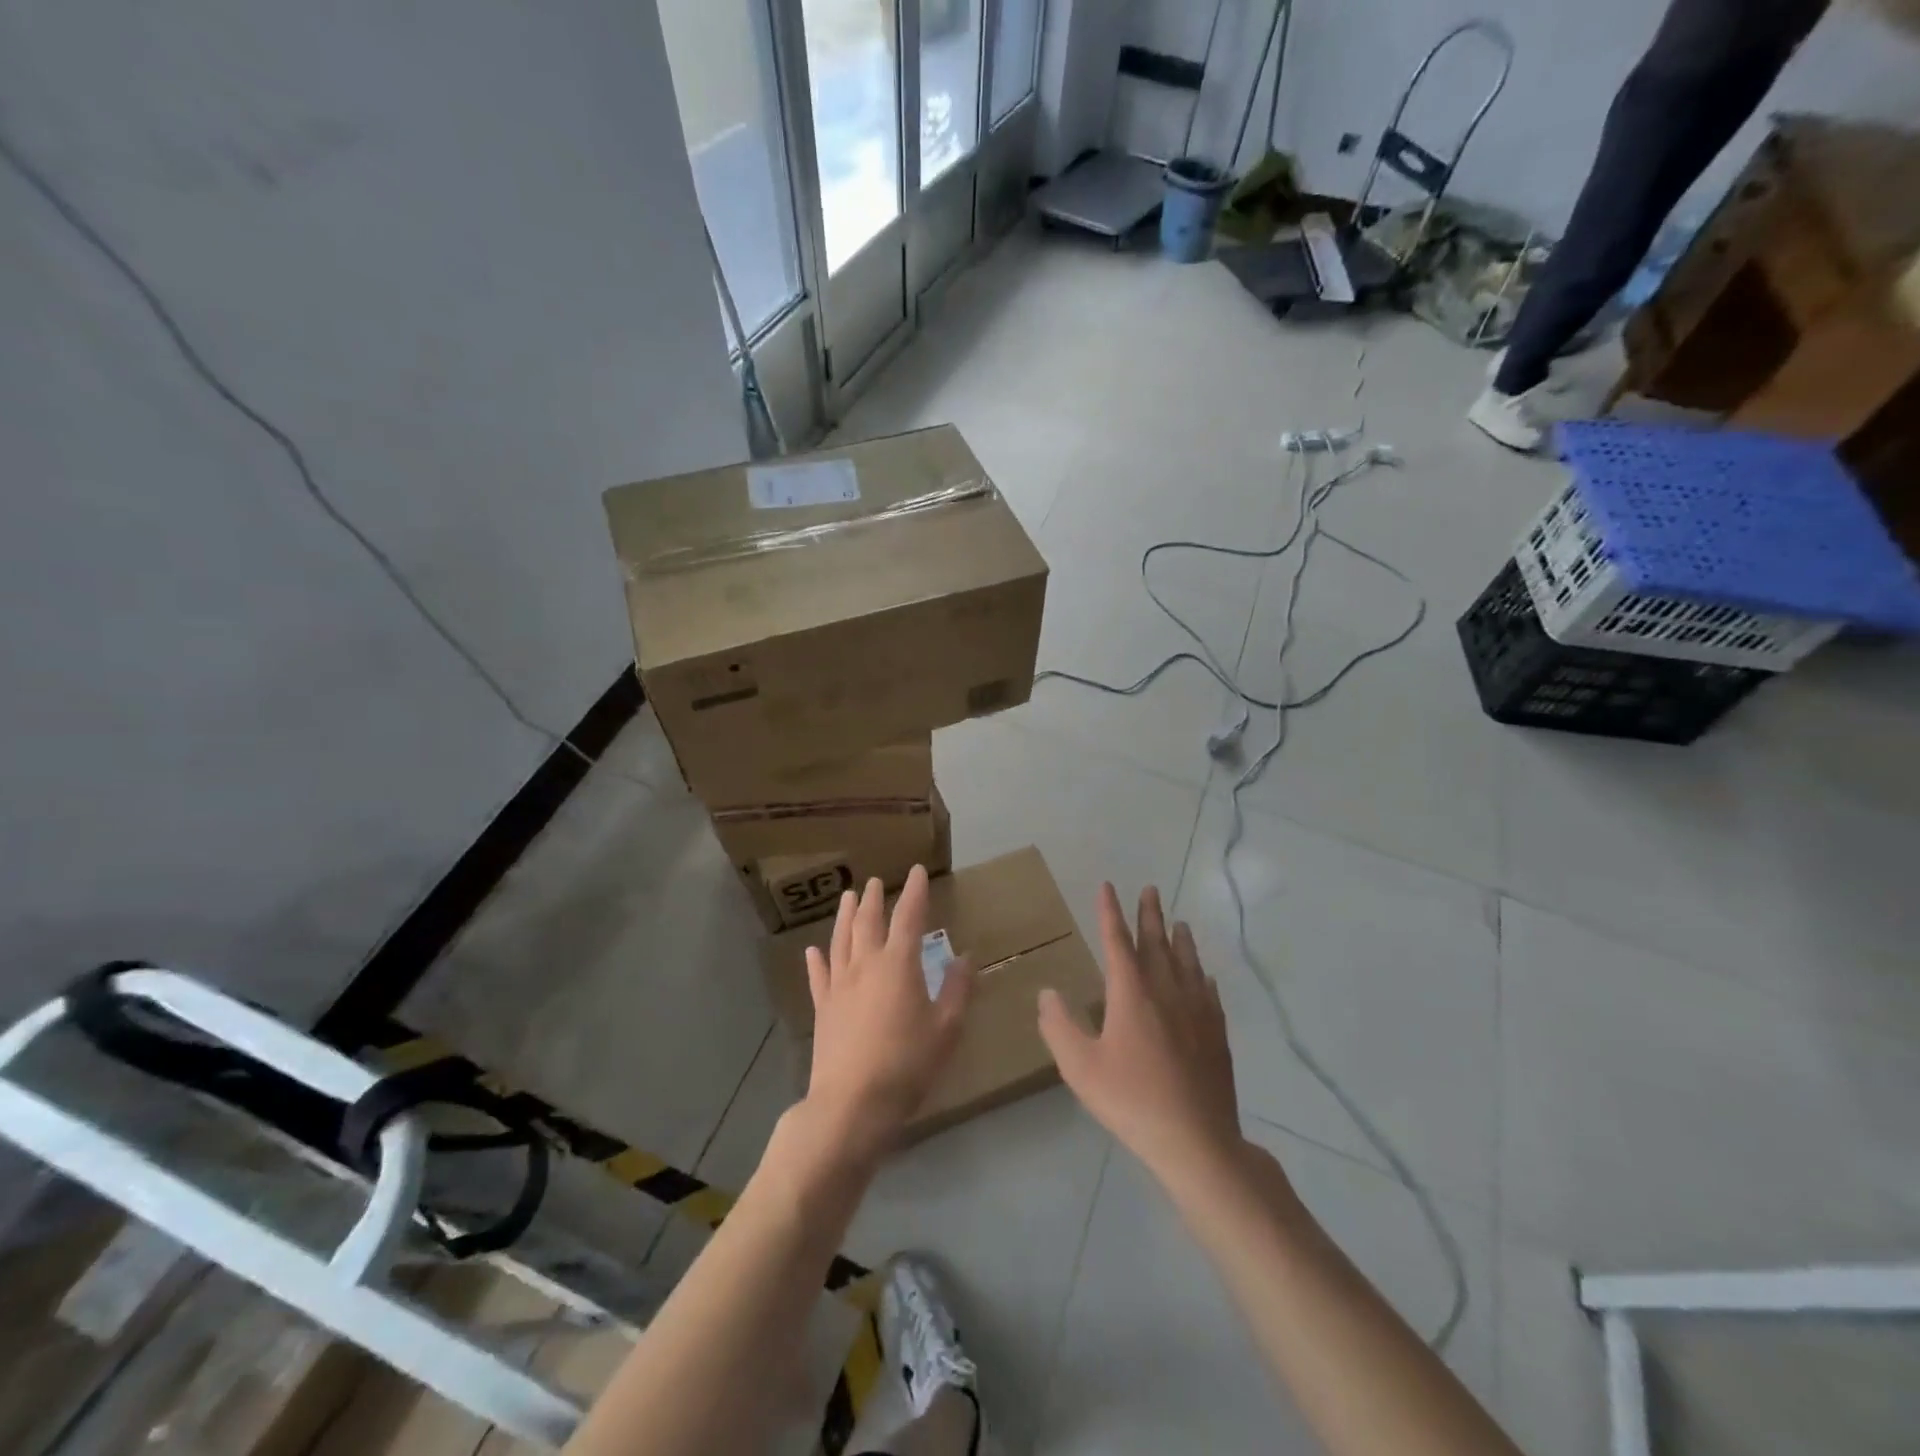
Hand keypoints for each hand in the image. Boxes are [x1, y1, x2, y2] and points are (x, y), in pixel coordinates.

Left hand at [804, 866, 973, 1158]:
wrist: (852, 1103)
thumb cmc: (907, 1064)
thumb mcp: (946, 1029)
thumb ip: (957, 990)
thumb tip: (965, 957)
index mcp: (898, 964)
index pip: (908, 917)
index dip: (914, 892)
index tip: (917, 872)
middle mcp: (866, 965)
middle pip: (868, 922)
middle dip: (874, 899)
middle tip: (875, 881)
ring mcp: (839, 985)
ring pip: (841, 940)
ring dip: (845, 916)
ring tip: (847, 897)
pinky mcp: (823, 1008)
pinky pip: (819, 975)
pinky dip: (817, 959)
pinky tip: (813, 950)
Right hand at [1038, 884, 1245, 1182]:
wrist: (1195, 1140)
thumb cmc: (1131, 1100)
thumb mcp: (1080, 1067)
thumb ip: (1059, 1026)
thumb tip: (1048, 992)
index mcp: (1131, 993)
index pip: (1117, 941)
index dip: (1110, 912)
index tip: (1108, 887)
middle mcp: (1166, 990)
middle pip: (1157, 943)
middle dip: (1150, 914)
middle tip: (1151, 889)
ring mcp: (1196, 1010)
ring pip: (1187, 962)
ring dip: (1180, 939)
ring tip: (1179, 922)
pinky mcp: (1216, 1033)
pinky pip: (1208, 992)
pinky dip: (1201, 975)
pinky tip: (1203, 975)